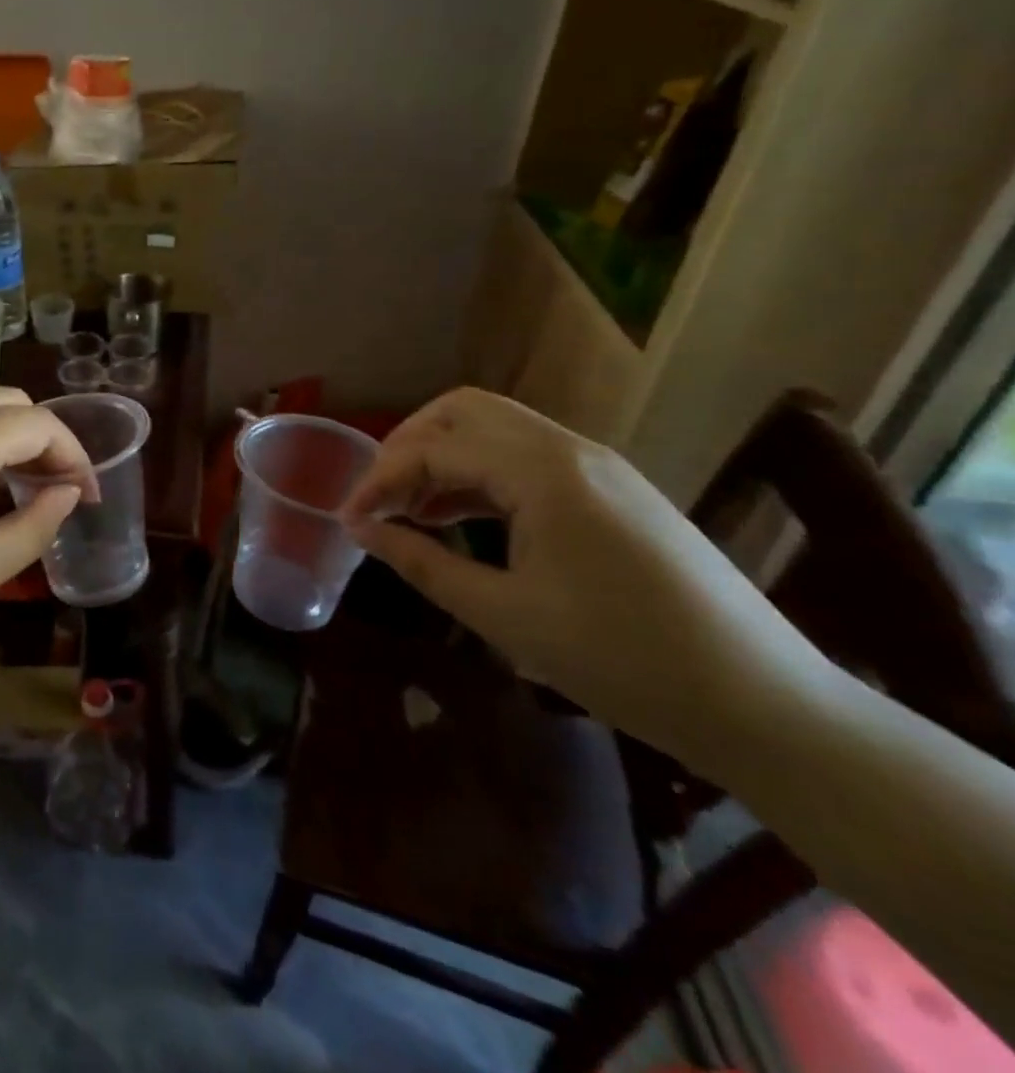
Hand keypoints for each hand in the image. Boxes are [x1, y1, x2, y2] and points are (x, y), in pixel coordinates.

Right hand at [342, 388, 821, 763]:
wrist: (766, 705)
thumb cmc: (624, 661)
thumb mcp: (504, 615)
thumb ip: (422, 563)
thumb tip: (362, 530)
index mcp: (543, 472)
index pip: (434, 448)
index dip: (380, 479)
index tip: (350, 520)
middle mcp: (570, 449)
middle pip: (464, 411)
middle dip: (408, 445)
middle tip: (379, 495)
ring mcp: (598, 466)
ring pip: (496, 429)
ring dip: (444, 456)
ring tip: (411, 509)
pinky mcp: (613, 490)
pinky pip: (527, 456)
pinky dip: (481, 473)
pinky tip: (461, 518)